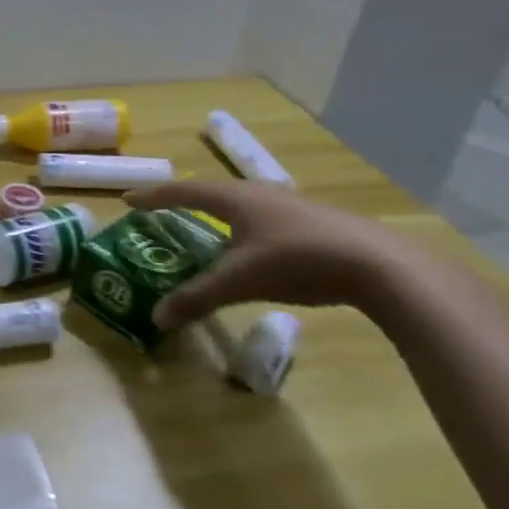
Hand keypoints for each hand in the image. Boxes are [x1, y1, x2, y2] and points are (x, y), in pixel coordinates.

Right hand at [124, 179, 414, 328]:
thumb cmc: (297, 261)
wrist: (380, 265)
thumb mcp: (239, 282)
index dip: (153, 197)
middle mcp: (260, 193)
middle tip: (164, 216)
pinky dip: (244, 231)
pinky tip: (253, 251)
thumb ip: (197, 297)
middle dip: (185, 204)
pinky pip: (264, 220)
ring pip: (242, 206)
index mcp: (235, 198)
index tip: (128, 200)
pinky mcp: (315, 222)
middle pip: (212, 193)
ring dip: (218, 218)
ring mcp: (291, 205)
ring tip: (206, 234)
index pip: (182, 192)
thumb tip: (156, 317)